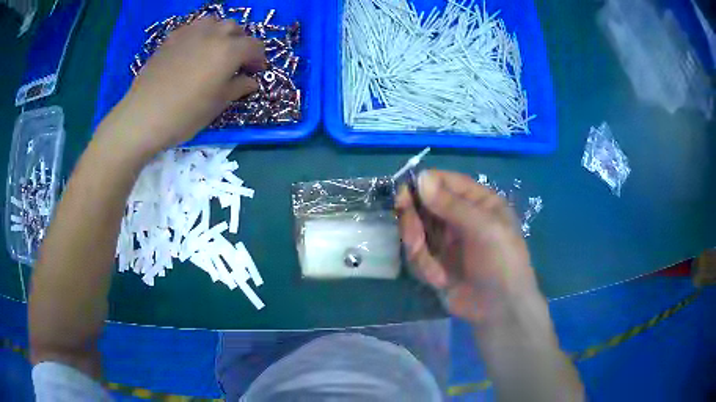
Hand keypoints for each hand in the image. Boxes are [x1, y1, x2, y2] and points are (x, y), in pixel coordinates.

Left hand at [115, 18, 265, 153]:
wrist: (143, 116)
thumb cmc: (184, 115)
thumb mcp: (217, 105)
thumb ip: (238, 88)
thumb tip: (251, 81)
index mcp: (229, 51)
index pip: (254, 46)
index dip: (259, 59)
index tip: (255, 72)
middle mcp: (213, 34)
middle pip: (235, 28)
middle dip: (241, 42)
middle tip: (236, 61)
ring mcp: (190, 33)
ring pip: (214, 22)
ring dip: (220, 33)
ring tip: (215, 50)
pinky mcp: (171, 38)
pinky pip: (192, 28)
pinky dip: (200, 35)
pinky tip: (193, 50)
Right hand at [396, 170, 539, 324]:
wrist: (499, 310)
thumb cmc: (502, 263)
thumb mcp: (484, 229)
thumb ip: (452, 204)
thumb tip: (421, 177)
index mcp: (478, 202)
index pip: (446, 182)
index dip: (425, 183)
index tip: (404, 192)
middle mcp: (459, 217)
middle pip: (424, 204)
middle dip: (414, 219)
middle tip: (412, 234)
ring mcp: (445, 240)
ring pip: (416, 229)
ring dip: (418, 247)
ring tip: (432, 267)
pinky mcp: (435, 261)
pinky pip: (417, 255)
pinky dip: (424, 267)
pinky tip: (440, 280)